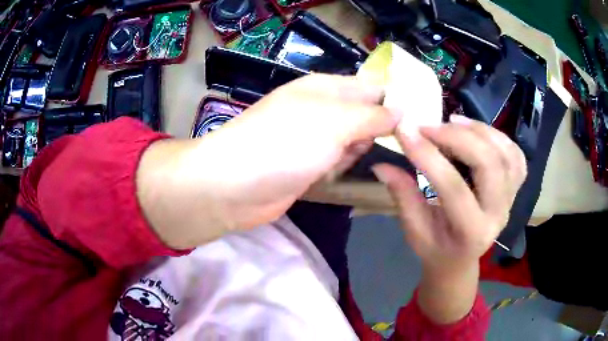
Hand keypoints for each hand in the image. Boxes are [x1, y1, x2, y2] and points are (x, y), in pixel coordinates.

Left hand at [137, 74, 401, 248]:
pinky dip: (338, 168)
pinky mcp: (305, 165)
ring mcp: (311, 139)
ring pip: (351, 142)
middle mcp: (319, 109)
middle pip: (363, 116)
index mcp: (325, 88)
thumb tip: (400, 111)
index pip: (370, 87)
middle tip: (371, 145)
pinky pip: (335, 162)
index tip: (416, 123)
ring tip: (340, 160)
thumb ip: (372, 116)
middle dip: (373, 132)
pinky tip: (330, 175)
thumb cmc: (286, 143)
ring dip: (354, 152)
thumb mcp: (336, 121)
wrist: (234, 185)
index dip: (393, 102)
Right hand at [372, 114, 526, 322]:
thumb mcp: (414, 230)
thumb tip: (381, 164)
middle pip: (489, 164)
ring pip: (505, 154)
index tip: (404, 131)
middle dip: (458, 137)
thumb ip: (402, 195)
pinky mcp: (515, 188)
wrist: (460, 258)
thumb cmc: (435, 248)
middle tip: (429, 126)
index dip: (428, 156)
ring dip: (479, 130)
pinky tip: (476, 131)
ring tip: (452, 121)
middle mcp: (498, 215)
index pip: (454, 188)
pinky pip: (516, 155)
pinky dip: (498, 136)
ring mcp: (511, 199)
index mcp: (471, 233)